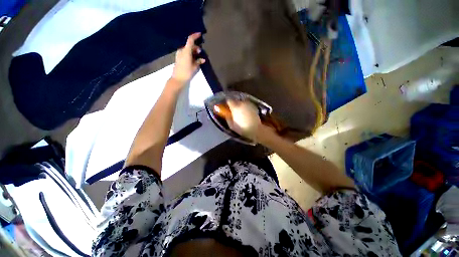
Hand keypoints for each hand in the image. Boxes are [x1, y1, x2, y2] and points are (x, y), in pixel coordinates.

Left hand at [171, 32, 205, 84]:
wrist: (178, 79)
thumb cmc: (187, 72)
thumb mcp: (194, 67)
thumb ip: (198, 61)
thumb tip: (202, 59)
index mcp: (186, 51)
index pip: (190, 40)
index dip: (195, 36)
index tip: (199, 34)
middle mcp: (182, 50)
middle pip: (189, 45)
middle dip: (195, 47)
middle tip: (200, 52)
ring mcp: (179, 54)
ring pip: (187, 49)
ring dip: (193, 51)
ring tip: (198, 57)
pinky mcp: (178, 58)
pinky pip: (185, 53)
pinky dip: (189, 54)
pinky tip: (193, 59)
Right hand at [225, 100, 261, 141]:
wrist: (256, 129)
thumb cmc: (242, 128)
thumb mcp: (232, 125)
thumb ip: (228, 118)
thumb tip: (226, 114)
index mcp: (235, 107)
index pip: (229, 100)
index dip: (227, 103)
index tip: (226, 107)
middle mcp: (242, 103)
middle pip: (235, 100)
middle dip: (233, 104)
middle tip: (233, 110)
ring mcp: (248, 104)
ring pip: (242, 102)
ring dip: (240, 105)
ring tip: (240, 112)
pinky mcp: (254, 106)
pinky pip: (247, 104)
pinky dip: (245, 107)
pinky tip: (246, 113)